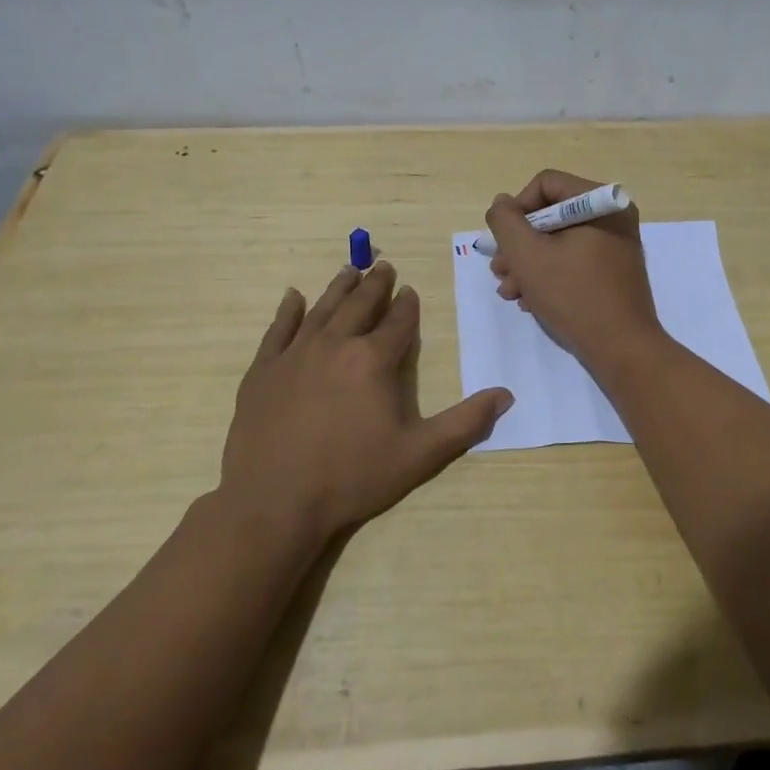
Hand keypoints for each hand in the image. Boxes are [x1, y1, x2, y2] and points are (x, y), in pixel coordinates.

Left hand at [219, 261, 513, 541]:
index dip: (407, 305)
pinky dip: (288, 310)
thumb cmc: (352, 477)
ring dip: (339, 288)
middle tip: (383, 266)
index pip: (397, 322)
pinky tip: (293, 296)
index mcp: (373, 360)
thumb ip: (465, 423)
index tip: (410, 290)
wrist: (275, 502)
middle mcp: (335, 345)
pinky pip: (279, 329)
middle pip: (360, 304)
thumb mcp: (419, 455)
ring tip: (349, 270)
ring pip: (322, 309)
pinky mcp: (264, 370)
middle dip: (375, 284)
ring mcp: (295, 354)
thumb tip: (506, 395)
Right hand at [484, 170, 663, 365]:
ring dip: (528, 263)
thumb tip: (502, 203)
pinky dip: (549, 275)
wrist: (622, 349)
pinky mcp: (613, 270)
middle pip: (550, 214)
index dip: (516, 210)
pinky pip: (574, 259)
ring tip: (510, 291)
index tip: (504, 243)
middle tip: (499, 271)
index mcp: (600, 202)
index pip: (545, 184)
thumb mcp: (527, 255)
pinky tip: (530, 300)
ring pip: (558, 240)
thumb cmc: (574, 296)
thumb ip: (506, 222)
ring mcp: (615, 245)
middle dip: (519, 244)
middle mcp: (612, 216)